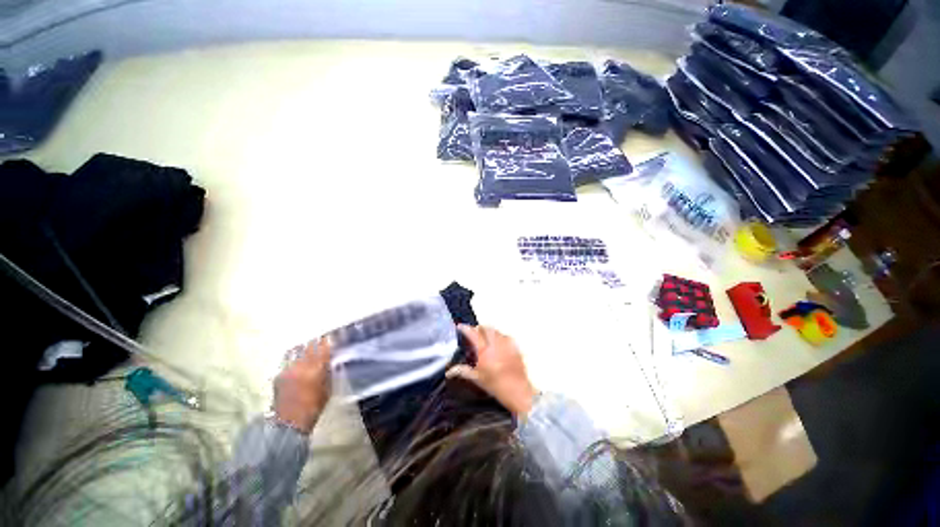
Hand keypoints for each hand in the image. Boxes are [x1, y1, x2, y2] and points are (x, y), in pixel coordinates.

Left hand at [273, 337, 331, 433]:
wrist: (290, 422)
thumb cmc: (314, 406)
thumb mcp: (328, 388)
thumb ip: (328, 372)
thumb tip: (329, 361)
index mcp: (317, 368)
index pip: (323, 347)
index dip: (326, 341)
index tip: (329, 337)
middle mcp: (302, 365)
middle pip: (309, 346)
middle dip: (314, 342)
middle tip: (318, 340)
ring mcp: (289, 369)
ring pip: (297, 351)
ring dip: (303, 349)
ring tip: (306, 348)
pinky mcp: (279, 374)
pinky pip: (289, 361)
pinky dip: (294, 359)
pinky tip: (296, 362)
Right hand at [447, 325, 537, 416]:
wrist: (517, 390)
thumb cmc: (495, 385)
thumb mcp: (477, 378)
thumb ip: (462, 371)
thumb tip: (449, 371)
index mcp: (484, 351)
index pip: (472, 334)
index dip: (465, 328)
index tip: (460, 326)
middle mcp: (495, 344)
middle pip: (485, 328)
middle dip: (478, 328)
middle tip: (473, 333)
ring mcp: (506, 343)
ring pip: (495, 330)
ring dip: (488, 331)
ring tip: (485, 338)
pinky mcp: (514, 346)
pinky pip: (505, 336)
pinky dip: (499, 336)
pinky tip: (497, 343)